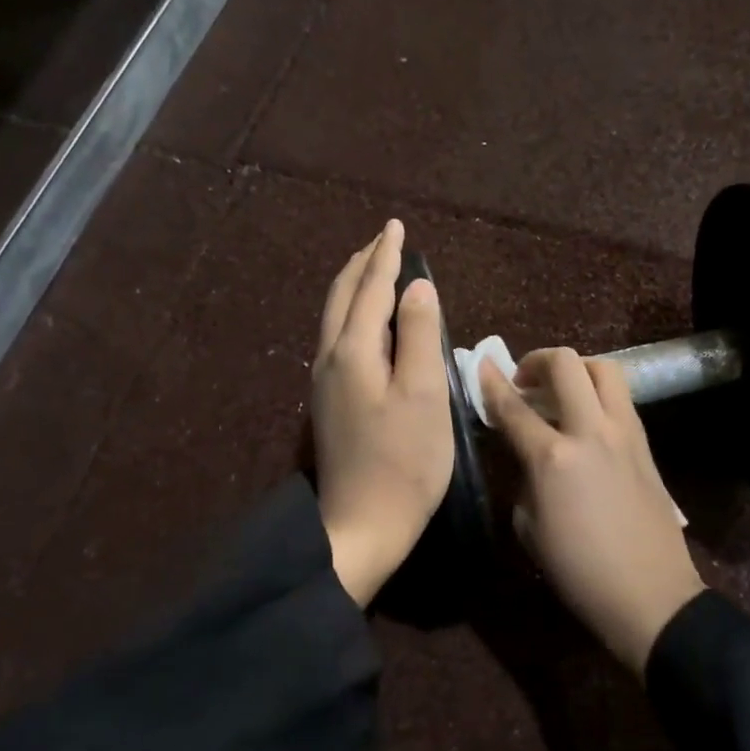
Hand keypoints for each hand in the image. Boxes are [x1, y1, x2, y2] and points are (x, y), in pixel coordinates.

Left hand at [313, 220, 454, 605]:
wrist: (363, 523)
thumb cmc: (405, 461)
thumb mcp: (424, 394)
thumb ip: (421, 335)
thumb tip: (417, 287)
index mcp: (353, 352)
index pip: (370, 289)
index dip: (385, 256)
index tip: (395, 227)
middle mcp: (330, 359)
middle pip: (341, 298)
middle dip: (362, 265)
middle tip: (382, 241)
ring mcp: (324, 383)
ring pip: (335, 319)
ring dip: (353, 288)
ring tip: (372, 272)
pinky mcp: (330, 404)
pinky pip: (337, 340)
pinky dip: (352, 316)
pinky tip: (366, 324)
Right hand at [480, 349, 703, 674]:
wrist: (649, 594)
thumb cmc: (578, 570)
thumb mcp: (529, 526)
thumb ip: (524, 477)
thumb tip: (527, 453)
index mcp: (553, 458)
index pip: (513, 407)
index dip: (490, 383)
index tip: (479, 366)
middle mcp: (591, 432)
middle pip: (565, 365)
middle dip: (537, 360)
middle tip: (524, 381)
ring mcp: (625, 433)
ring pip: (604, 369)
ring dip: (575, 370)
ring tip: (560, 391)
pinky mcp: (645, 444)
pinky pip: (620, 399)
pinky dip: (598, 394)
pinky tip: (586, 419)